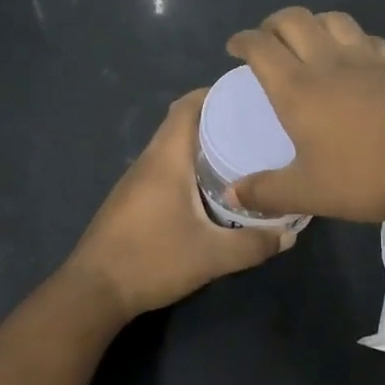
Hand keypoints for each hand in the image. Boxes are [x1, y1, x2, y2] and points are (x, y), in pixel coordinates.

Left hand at [64, 89, 290, 321]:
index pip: (187, 106)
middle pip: (182, 123)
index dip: (215, 93)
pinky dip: (189, 166)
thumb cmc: (152, 260)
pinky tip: (211, 188)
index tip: (248, 96)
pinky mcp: (133, 200)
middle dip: (217, 119)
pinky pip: (166, 168)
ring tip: (241, 153)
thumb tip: (291, 233)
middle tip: (255, 127)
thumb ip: (253, 244)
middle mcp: (150, 160)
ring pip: (173, 147)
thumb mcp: (211, 256)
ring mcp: (137, 180)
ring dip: (202, 144)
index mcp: (166, 158)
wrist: (94, 290)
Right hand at [225, 7, 384, 222]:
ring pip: (332, 19)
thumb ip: (265, 192)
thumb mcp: (308, 193)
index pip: (260, 47)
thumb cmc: (365, 176)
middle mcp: (328, 62)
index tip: (234, 48)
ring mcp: (367, 58)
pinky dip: (351, 38)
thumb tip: (230, 195)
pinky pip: (367, 37)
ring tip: (309, 41)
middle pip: (293, 19)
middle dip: (273, 24)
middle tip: (268, 41)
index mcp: (297, 89)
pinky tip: (355, 55)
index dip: (242, 41)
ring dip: (313, 23)